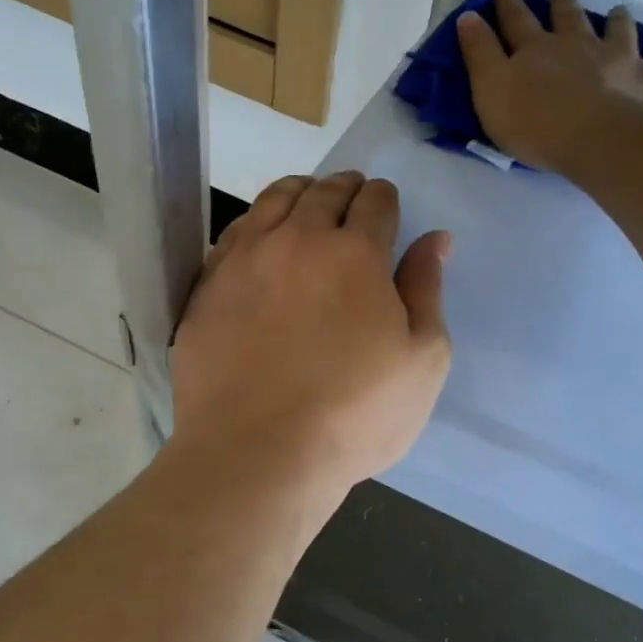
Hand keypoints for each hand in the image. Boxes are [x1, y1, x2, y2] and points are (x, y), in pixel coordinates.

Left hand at [171, 171, 451, 499]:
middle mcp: (296, 241)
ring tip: (308, 200)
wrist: (257, 453)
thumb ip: (427, 290)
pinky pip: (233, 234)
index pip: (375, 202)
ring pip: (273, 201)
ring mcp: (244, 261)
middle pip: (323, 192)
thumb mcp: (422, 360)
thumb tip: (435, 240)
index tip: (387, 207)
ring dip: (299, 193)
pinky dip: (255, 223)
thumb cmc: (355, 415)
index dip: (385, 199)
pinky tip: (260, 238)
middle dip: (345, 188)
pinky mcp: (207, 288)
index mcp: (355, 254)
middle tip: (352, 196)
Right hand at [456, 0, 642, 171]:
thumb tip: (468, 16)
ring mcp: (620, 58)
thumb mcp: (491, 92)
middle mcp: (579, 44)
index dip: (507, 3)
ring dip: (614, 19)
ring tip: (615, 12)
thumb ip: (479, 55)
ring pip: (617, 29)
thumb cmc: (537, 124)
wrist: (600, 140)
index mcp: (537, 49)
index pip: (516, 20)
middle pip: (568, 17)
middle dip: (560, 3)